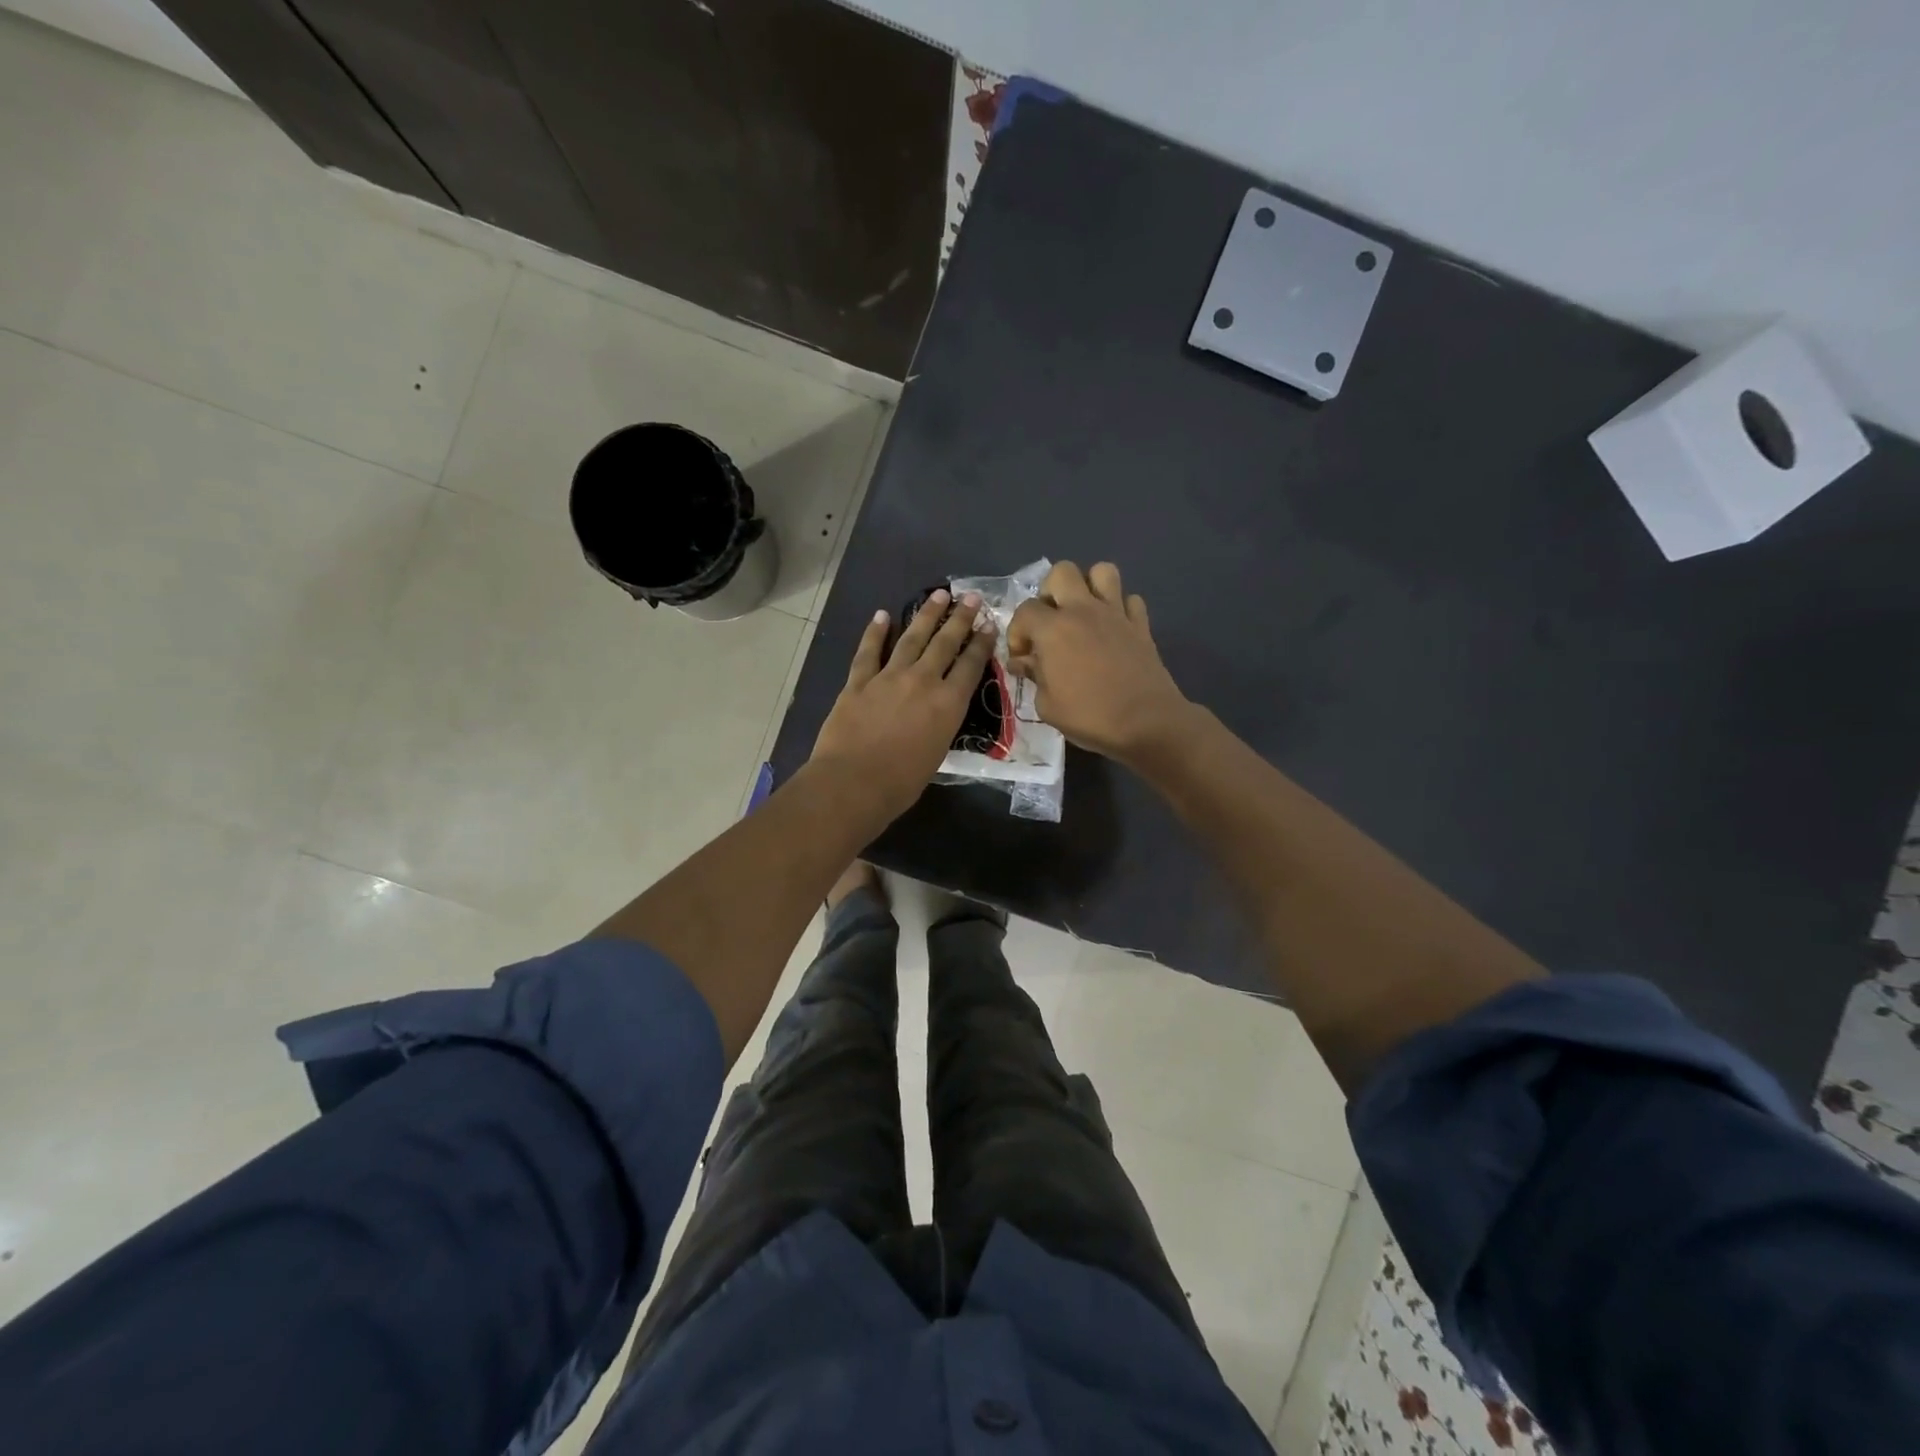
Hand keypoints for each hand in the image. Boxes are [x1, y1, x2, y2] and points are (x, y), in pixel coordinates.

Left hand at [811, 590, 996, 825]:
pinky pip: (869, 652)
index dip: (982, 643)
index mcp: (948, 704)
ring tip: (938, 595)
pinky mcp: (858, 681)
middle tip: (971, 598)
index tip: (989, 624)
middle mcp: (923, 681)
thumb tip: (938, 712)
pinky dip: (875, 632)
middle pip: (945, 643)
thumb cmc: (901, 782)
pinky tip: (882, 615)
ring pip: (911, 638)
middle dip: (960, 619)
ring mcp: (888, 677)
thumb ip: (941, 725)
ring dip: (926, 615)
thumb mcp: (937, 753)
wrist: (854, 782)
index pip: (971, 665)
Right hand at [1006, 561, 1193, 765]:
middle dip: (1051, 592)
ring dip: (1089, 587)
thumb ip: (1034, 676)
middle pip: (1062, 572)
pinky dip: (1120, 609)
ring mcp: (1116, 614)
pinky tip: (1114, 629)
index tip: (1023, 657)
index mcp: (1054, 629)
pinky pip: (1130, 600)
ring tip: (1084, 614)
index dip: (1018, 632)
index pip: (1025, 610)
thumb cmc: (1089, 716)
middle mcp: (1083, 610)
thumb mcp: (1047, 705)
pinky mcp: (1141, 625)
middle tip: (1052, 622)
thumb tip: (1024, 662)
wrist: (1146, 722)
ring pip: (1102, 571)